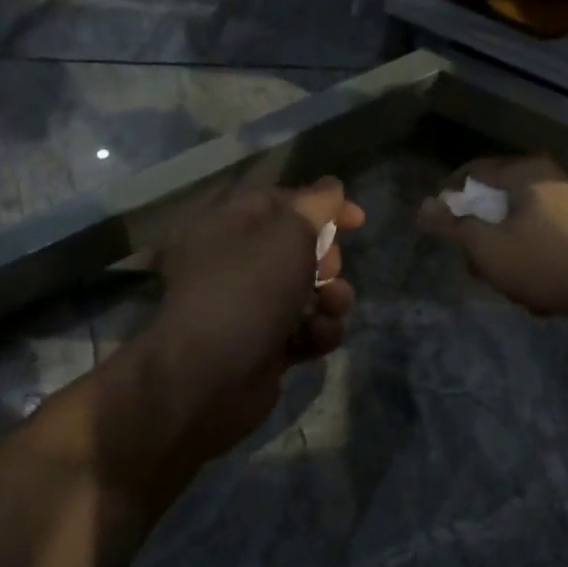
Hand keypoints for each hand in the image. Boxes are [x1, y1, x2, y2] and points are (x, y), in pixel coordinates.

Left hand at [144, 177, 363, 467]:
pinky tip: (316, 339)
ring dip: (331, 298)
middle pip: (300, 248)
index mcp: (228, 225)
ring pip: (310, 291)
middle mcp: (235, 263)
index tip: (358, 220)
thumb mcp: (288, 233)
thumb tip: (331, 187)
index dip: (322, 206)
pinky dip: (318, 332)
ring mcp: (250, 307)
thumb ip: (317, 205)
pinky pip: (305, 329)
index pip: (281, 201)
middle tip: (329, 269)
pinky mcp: (265, 346)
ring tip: (330, 308)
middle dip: (327, 259)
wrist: (209, 379)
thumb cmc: (248, 290)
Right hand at [417, 157, 567, 337]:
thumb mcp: (487, 246)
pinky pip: (543, 249)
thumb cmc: (547, 260)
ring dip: (509, 263)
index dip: (448, 196)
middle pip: (495, 207)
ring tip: (513, 290)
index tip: (436, 225)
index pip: (472, 172)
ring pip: (518, 233)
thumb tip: (423, 207)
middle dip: (482, 243)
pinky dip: (535, 270)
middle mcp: (548, 183)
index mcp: (525, 173)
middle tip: (476, 269)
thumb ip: (452, 226)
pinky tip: (539, 298)